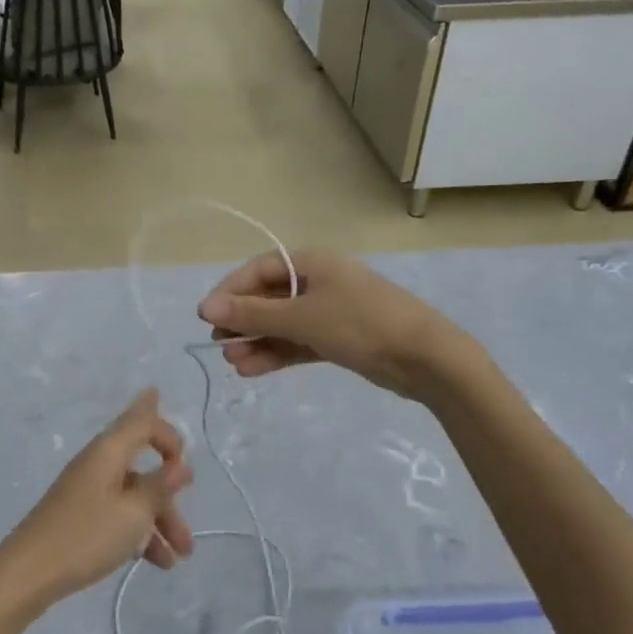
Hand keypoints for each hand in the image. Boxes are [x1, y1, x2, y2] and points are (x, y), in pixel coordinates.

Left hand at [0, 389, 193, 611]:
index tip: (184, 462)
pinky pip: (120, 513)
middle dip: (169, 492)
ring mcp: (88, 489)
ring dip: (160, 519)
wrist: (29, 572)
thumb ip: (160, 486)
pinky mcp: (81, 514)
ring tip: (182, 555)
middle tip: (188, 522)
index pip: (142, 421)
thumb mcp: (134, 512)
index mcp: (108, 450)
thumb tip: (181, 465)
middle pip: (141, 462)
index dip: (168, 434)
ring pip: (134, 493)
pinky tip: (159, 561)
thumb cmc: (86, 535)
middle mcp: (98, 462)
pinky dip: (140, 531)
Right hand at [196, 249, 476, 397]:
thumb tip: (205, 308)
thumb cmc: (361, 325)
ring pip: (281, 324)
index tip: (206, 318)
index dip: (229, 292)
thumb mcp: (302, 317)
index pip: (257, 271)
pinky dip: (277, 353)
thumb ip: (253, 314)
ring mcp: (329, 311)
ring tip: (235, 364)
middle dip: (243, 322)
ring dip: (257, 341)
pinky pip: (298, 342)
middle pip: (267, 298)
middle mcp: (318, 282)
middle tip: (221, 347)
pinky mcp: (338, 338)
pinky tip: (254, 370)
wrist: (427, 359)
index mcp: (311, 263)